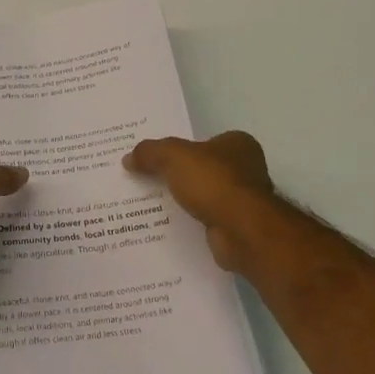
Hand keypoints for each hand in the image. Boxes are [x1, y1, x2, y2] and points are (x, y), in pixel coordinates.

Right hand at [123, 131, 277, 273]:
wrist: (242, 231)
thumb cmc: (214, 182)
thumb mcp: (174, 157)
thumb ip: (150, 153)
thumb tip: (128, 158)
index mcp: (237, 144)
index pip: (202, 142)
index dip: (178, 149)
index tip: (154, 158)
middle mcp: (246, 169)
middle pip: (202, 169)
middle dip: (178, 176)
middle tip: (146, 179)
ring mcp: (243, 199)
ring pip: (203, 195)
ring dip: (183, 200)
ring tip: (149, 204)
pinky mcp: (237, 226)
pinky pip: (205, 218)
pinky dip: (189, 221)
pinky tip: (168, 225)